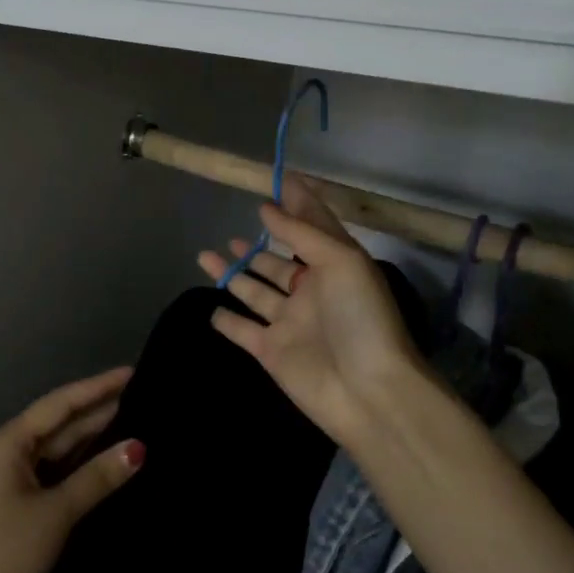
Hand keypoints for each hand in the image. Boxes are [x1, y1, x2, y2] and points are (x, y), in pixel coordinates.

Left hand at [0, 367, 141, 572]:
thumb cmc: (5, 552)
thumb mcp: (56, 513)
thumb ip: (97, 478)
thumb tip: (138, 447)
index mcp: (10, 442)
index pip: (61, 403)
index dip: (98, 387)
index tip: (132, 372)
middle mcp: (10, 451)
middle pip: (61, 422)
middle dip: (99, 408)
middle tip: (143, 394)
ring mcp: (13, 478)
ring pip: (60, 447)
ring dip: (93, 435)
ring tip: (134, 418)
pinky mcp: (19, 503)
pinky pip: (57, 470)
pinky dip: (82, 463)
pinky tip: (108, 459)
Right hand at [198, 174, 424, 441]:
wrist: (367, 391)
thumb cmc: (360, 318)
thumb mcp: (341, 261)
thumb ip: (302, 232)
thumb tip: (266, 206)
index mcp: (334, 267)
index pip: (311, 227)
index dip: (296, 205)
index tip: (276, 181)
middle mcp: (310, 292)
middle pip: (278, 263)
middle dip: (258, 248)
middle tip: (234, 232)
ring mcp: (288, 323)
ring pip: (254, 292)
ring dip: (233, 274)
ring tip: (206, 255)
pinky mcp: (270, 352)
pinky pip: (242, 331)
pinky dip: (227, 321)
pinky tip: (212, 308)